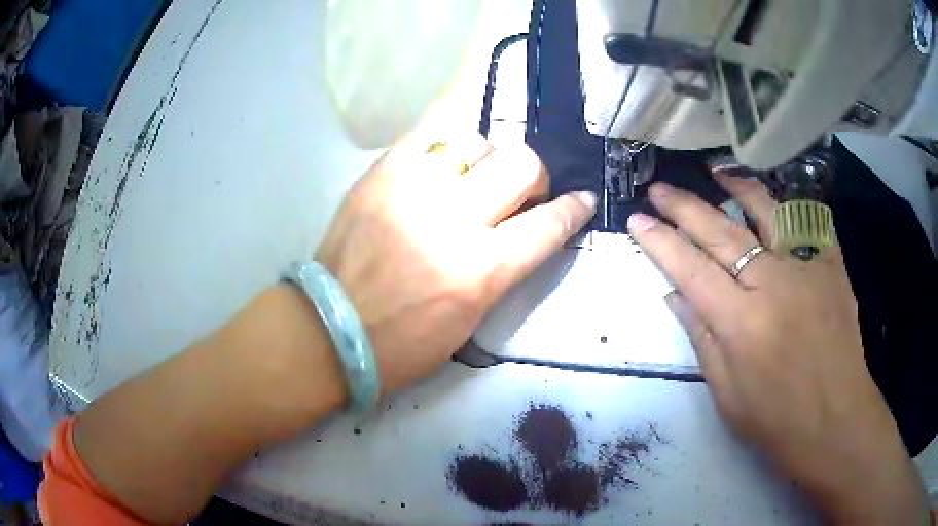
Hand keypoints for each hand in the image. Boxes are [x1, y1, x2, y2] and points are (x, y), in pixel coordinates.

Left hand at [316, 127, 595, 392]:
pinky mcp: (381, 173)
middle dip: (533, 175)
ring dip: (487, 158)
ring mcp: (414, 188)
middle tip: (520, 189)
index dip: (573, 209)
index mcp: (482, 270)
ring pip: (477, 140)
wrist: (329, 330)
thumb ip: (503, 267)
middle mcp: (454, 219)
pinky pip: (428, 134)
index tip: (581, 199)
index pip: (548, 224)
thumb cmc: (402, 344)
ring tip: (472, 176)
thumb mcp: (471, 319)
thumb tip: (524, 227)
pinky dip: (447, 143)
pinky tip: (444, 158)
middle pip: (521, 164)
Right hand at [628, 174, 928, 523]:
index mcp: (742, 324)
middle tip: (659, 188)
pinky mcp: (833, 266)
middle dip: (685, 207)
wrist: (836, 420)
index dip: (661, 242)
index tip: (637, 219)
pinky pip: (807, 225)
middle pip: (722, 233)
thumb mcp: (727, 394)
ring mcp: (808, 269)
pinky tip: (772, 200)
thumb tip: (676, 296)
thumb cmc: (777, 420)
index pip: (691, 269)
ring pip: (767, 213)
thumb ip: (702, 338)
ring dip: (736, 188)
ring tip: (715, 172)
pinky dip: (786, 207)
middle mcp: (774, 284)